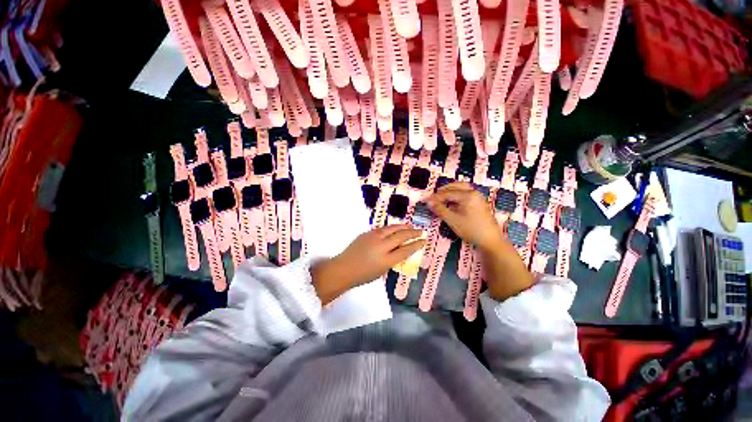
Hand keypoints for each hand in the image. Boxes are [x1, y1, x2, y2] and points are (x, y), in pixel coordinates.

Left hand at [311, 225, 425, 303]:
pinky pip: (383, 228)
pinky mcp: (367, 233)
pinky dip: (392, 227)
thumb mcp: (382, 271)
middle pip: (401, 236)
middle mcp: (381, 246)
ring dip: (403, 226)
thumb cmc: (363, 275)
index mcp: (386, 260)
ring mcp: (373, 237)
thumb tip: (401, 249)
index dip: (416, 244)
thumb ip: (393, 259)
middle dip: (413, 233)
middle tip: (421, 231)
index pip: (406, 250)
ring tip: (411, 226)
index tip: (424, 241)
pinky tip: (396, 227)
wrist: (344, 268)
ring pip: (392, 228)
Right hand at [426, 182, 504, 250]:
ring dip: (449, 191)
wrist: (491, 240)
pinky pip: (465, 193)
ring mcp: (478, 197)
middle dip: (442, 191)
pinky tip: (451, 202)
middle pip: (455, 186)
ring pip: (461, 188)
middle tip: (432, 198)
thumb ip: (440, 210)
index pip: (447, 193)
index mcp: (468, 195)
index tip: (425, 201)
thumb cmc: (471, 230)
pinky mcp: (479, 203)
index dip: (435, 197)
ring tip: (440, 199)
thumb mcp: (453, 221)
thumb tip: (428, 202)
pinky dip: (456, 195)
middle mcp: (474, 193)